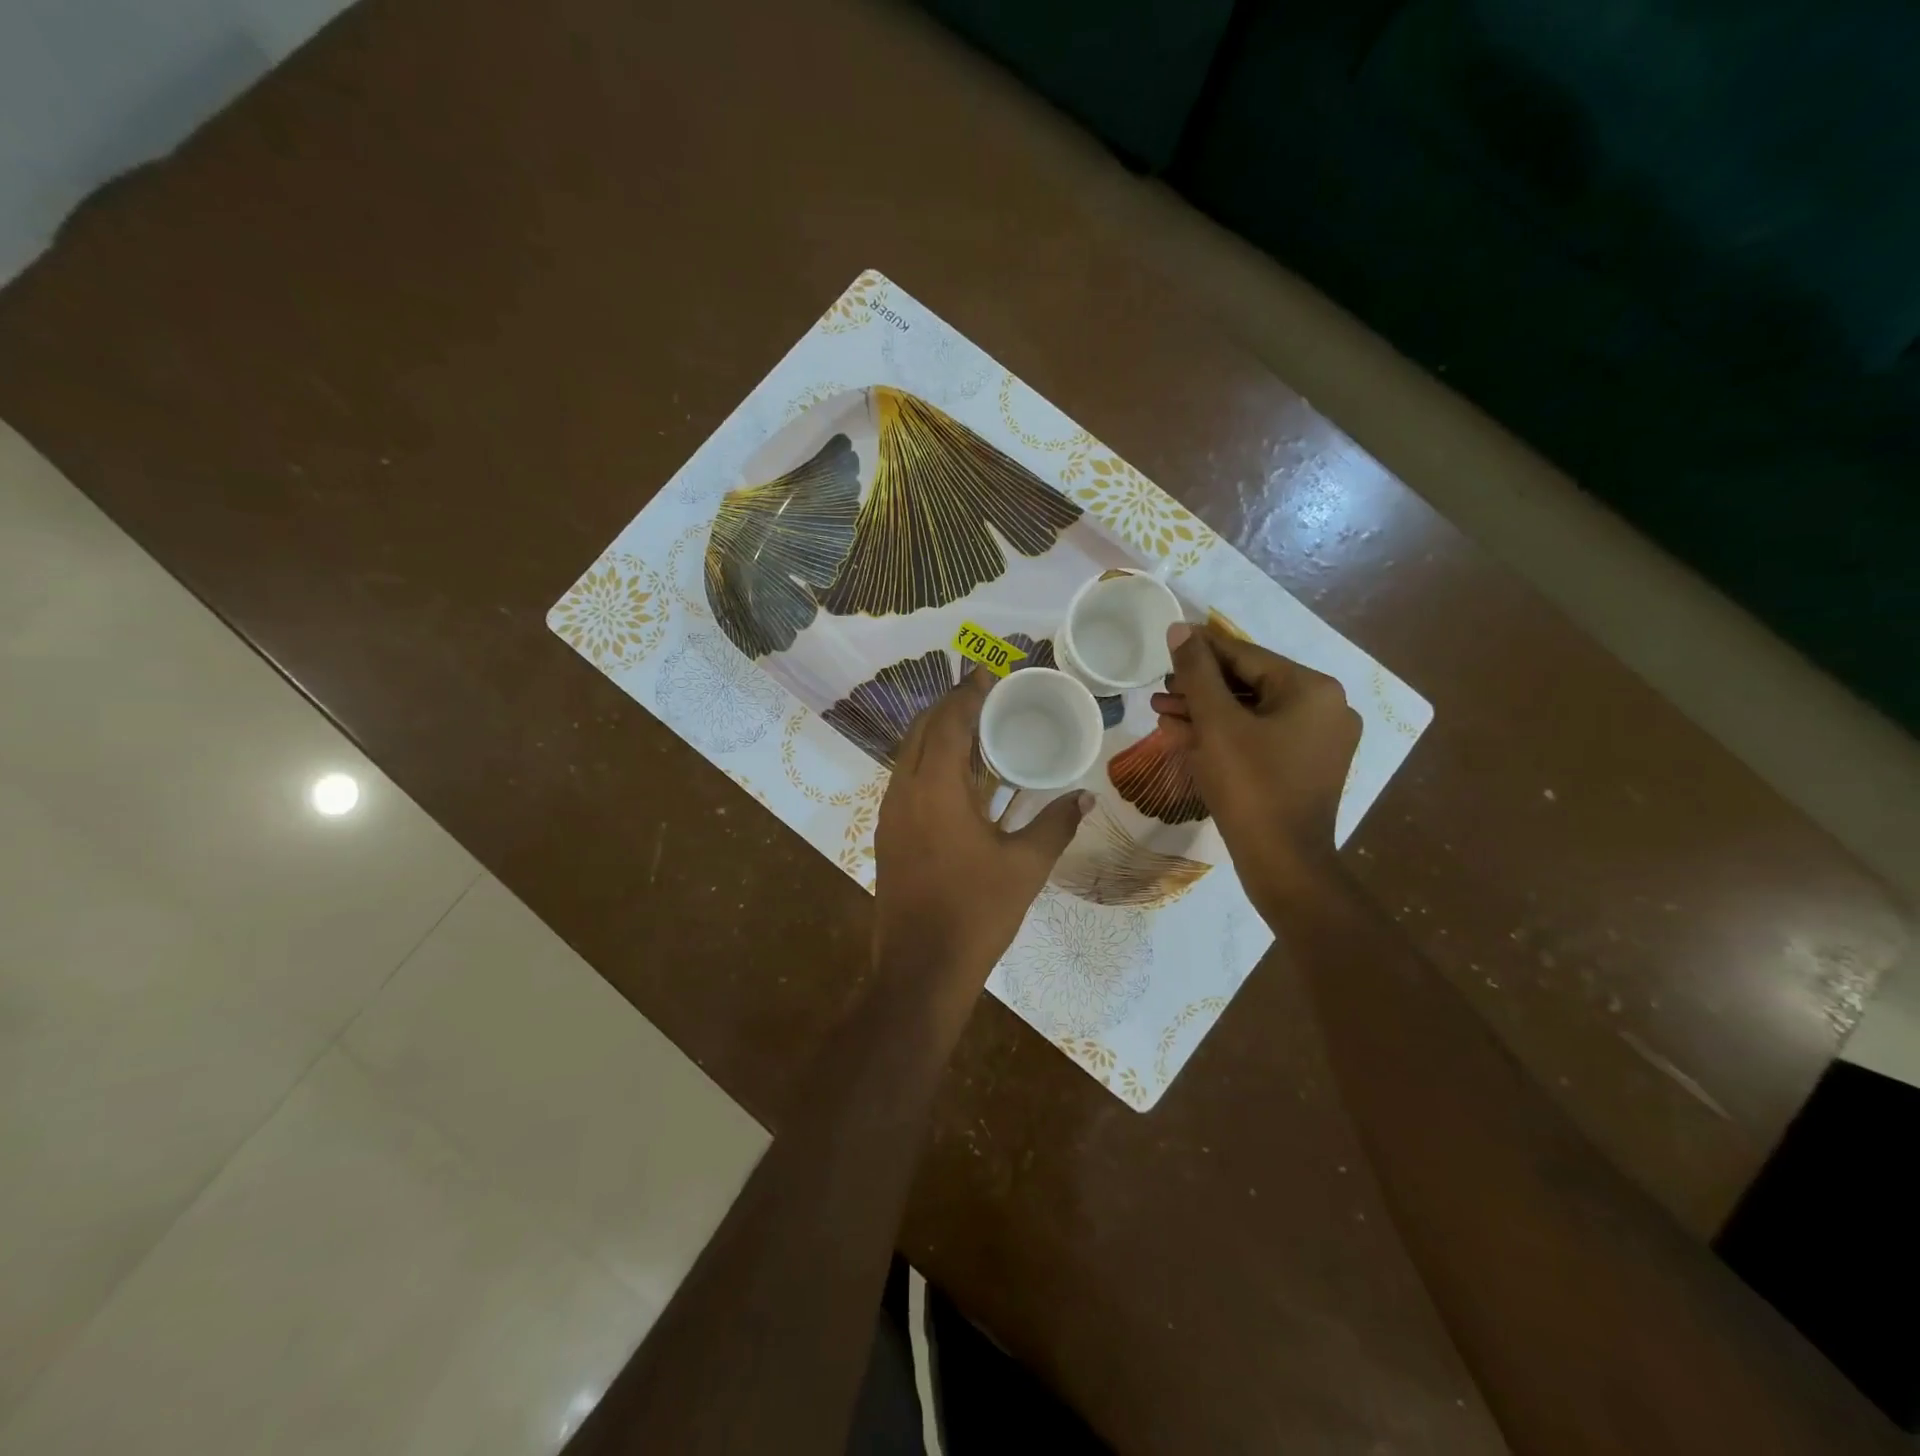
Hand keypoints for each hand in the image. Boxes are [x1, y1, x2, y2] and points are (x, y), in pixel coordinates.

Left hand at [873, 669, 1091, 987]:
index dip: (967, 694)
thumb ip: (1056, 825)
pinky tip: (960, 776)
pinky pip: (907, 780)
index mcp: (934, 789)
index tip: (987, 672)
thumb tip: (1085, 798)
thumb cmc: (975, 912)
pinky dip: (930, 763)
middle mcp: (904, 792)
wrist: (920, 969)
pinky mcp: (888, 835)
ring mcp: (890, 814)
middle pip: (921, 731)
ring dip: (938, 734)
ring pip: (909, 755)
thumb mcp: (1025, 867)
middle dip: (949, 707)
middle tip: (984, 695)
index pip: (947, 723)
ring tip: (975, 728)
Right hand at [1150, 623, 1361, 915]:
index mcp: (1312, 689)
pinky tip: (1183, 735)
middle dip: (1199, 687)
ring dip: (1205, 712)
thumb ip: (1196, 672)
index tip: (1168, 641)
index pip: (1246, 655)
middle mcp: (1324, 708)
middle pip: (1249, 684)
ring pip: (1250, 713)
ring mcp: (1317, 741)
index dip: (1201, 648)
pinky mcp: (1304, 767)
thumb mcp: (1216, 723)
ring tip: (1162, 713)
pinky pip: (1258, 738)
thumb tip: (1179, 629)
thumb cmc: (1250, 786)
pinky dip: (1223, 735)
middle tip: (1159, 689)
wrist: (1282, 864)